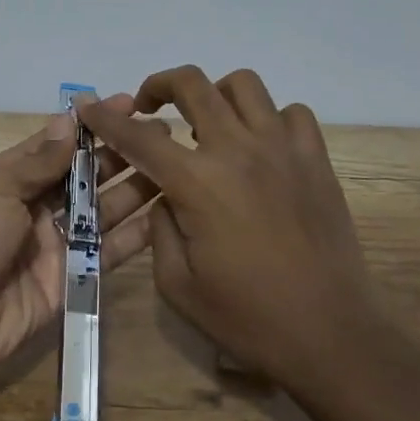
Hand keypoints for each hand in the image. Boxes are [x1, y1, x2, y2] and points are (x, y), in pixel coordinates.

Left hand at [0, 104, 159, 391]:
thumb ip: (39, 160)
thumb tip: (71, 120)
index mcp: (14, 178)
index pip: (61, 143)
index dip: (93, 124)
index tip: (129, 103)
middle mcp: (39, 206)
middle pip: (87, 175)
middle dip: (122, 153)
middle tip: (163, 133)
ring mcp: (58, 244)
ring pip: (105, 209)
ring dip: (136, 187)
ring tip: (175, 164)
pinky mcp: (74, 279)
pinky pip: (110, 252)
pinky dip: (136, 234)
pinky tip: (166, 213)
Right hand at [73, 65, 387, 394]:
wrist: (331, 336)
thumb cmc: (248, 318)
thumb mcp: (178, 285)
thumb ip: (159, 228)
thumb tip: (164, 195)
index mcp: (199, 184)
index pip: (140, 137)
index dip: (107, 119)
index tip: (88, 108)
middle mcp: (239, 151)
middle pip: (193, 84)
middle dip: (159, 85)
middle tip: (151, 107)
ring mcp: (283, 149)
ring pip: (244, 85)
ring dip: (216, 95)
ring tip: (209, 124)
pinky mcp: (317, 160)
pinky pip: (292, 113)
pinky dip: (269, 118)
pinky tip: (261, 147)